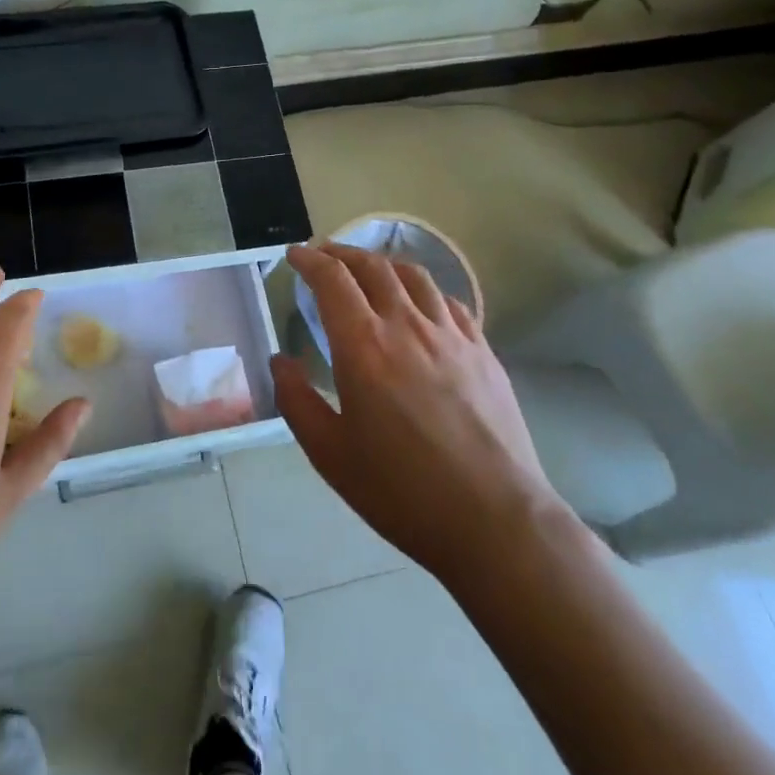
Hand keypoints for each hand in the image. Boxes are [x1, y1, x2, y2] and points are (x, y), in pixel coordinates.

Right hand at [273, 244, 570, 587]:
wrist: (494, 520)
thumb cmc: (401, 491)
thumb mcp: (329, 454)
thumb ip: (296, 400)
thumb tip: (280, 360)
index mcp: (363, 346)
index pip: (332, 280)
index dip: (309, 260)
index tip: (294, 256)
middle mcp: (407, 326)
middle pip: (373, 267)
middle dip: (342, 253)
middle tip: (324, 256)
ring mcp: (452, 336)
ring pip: (415, 276)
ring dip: (383, 264)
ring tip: (369, 270)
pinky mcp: (484, 352)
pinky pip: (450, 303)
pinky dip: (424, 291)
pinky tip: (420, 304)